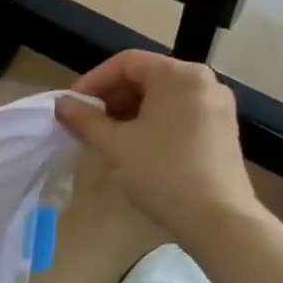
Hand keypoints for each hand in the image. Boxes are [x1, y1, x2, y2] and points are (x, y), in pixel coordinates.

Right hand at [55, 51, 265, 252]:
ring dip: (128, 110)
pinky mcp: (221, 129)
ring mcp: (217, 106)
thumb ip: (84, 119)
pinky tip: (135, 146)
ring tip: (106, 136)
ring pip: (161, 96)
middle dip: (110, 96)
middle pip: (145, 76)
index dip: (93, 80)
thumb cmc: (162, 173)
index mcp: (179, 76)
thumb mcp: (115, 144)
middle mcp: (203, 82)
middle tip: (86, 122)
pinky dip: (151, 121)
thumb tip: (60, 104)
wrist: (218, 220)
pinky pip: (178, 112)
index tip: (72, 105)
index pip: (126, 63)